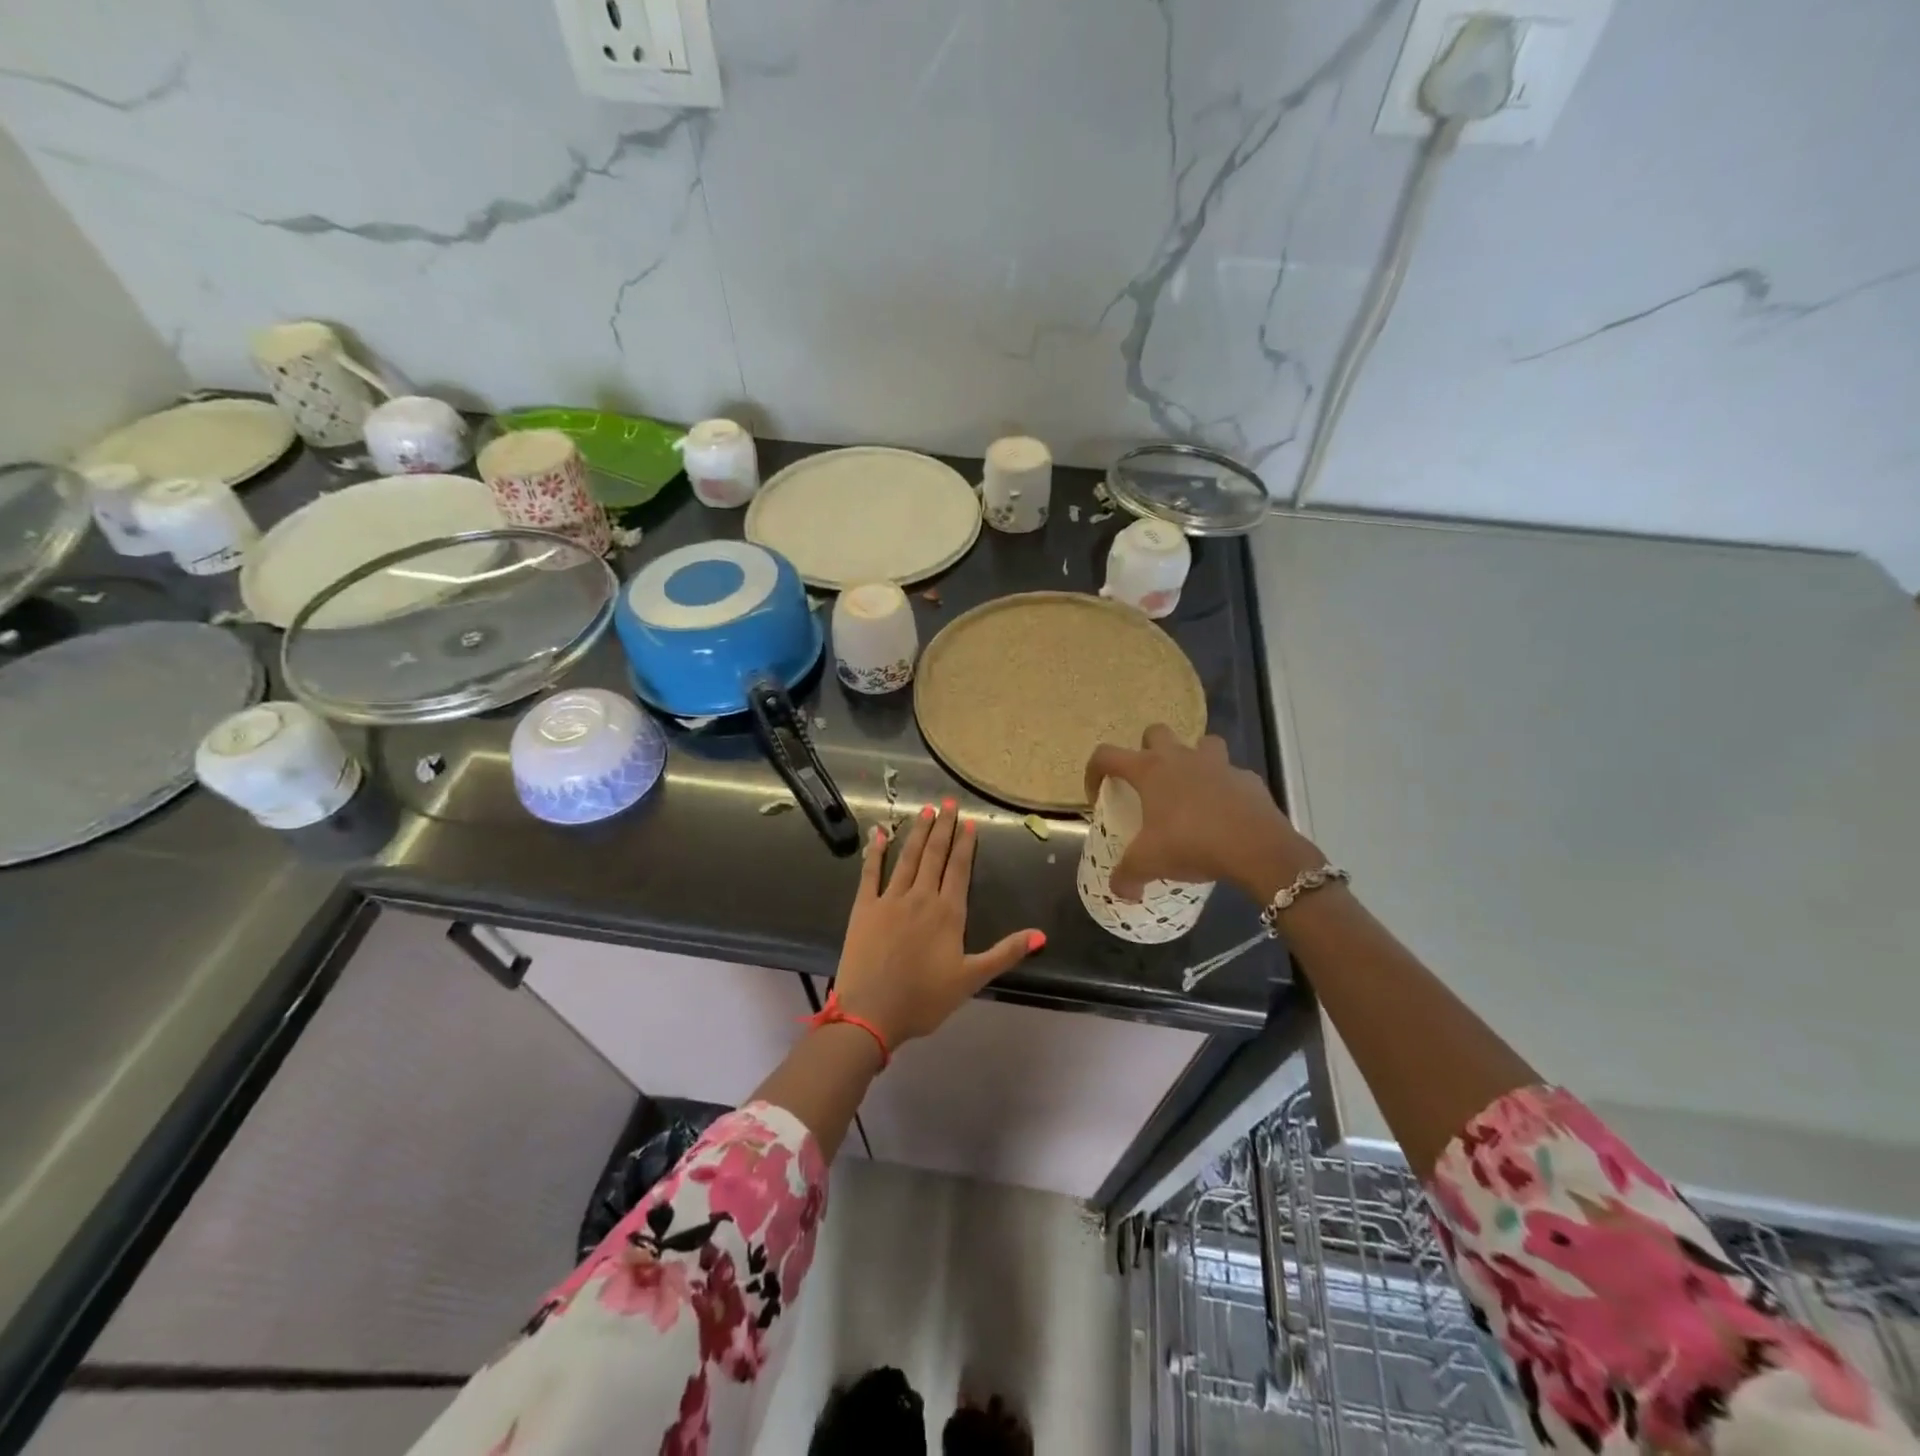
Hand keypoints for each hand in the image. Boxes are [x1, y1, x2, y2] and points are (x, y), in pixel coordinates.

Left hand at [833, 802, 1042, 1046]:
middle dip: (943, 828)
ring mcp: (890, 899)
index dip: (965, 844)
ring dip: (917, 833)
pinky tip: (880, 834)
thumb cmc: (924, 999)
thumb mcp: (972, 979)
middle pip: (935, 856)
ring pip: (907, 858)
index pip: (959, 869)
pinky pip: (871, 873)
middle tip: (947, 802)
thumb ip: (1005, 953)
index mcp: (948, 913)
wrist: (871, 1012)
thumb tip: (1041, 934)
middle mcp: (921, 897)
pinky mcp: (864, 908)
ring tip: (924, 811)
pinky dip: (876, 852)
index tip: (969, 822)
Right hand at [1084, 725, 1320, 898]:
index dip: (1095, 771)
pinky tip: (1224, 813)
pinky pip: (1232, 774)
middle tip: (1149, 783)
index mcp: (1150, 770)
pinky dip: (1225, 788)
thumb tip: (1119, 891)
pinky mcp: (1247, 779)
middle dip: (1148, 750)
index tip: (1099, 795)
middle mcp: (1181, 757)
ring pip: (1201, 743)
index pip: (1106, 755)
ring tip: (1190, 788)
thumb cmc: (1192, 844)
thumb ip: (1126, 876)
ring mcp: (1218, 764)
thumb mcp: (1149, 864)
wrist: (1257, 848)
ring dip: (1192, 759)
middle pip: (1155, 732)